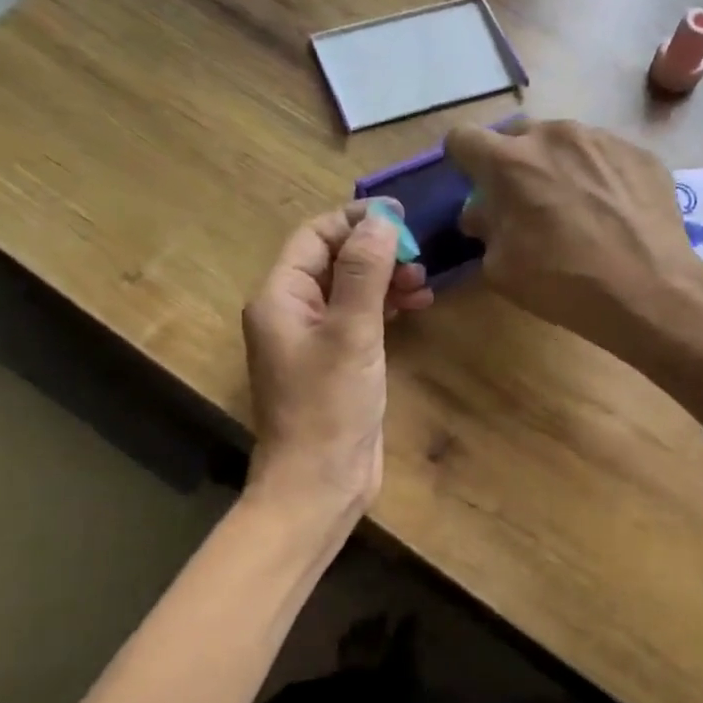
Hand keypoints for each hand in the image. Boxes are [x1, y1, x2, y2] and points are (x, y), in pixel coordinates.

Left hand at [242, 201, 433, 511]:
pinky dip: (385, 308)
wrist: (320, 484)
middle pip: (333, 261)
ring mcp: (313, 340)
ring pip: (350, 290)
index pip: (315, 236)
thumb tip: (383, 218)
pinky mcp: (335, 363)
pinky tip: (415, 307)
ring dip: (385, 279)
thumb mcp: (352, 332)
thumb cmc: (330, 407)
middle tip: (419, 259)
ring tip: (423, 284)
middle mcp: (291, 312)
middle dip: (376, 252)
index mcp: (280, 297)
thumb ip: (366, 271)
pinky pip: (359, 319)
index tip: (403, 221)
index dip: (356, 221)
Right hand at [444, 119, 702, 364]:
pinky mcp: (639, 151)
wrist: (649, 290)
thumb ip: (484, 231)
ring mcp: (601, 138)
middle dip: (512, 163)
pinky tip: (611, 212)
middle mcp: (553, 136)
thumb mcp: (501, 270)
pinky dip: (597, 175)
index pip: (463, 138)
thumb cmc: (562, 283)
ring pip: (563, 142)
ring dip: (557, 166)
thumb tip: (482, 214)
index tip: (474, 185)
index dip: (462, 161)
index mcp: (509, 162)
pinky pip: (603, 155)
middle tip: (525, 202)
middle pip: (516, 135)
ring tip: (575, 208)